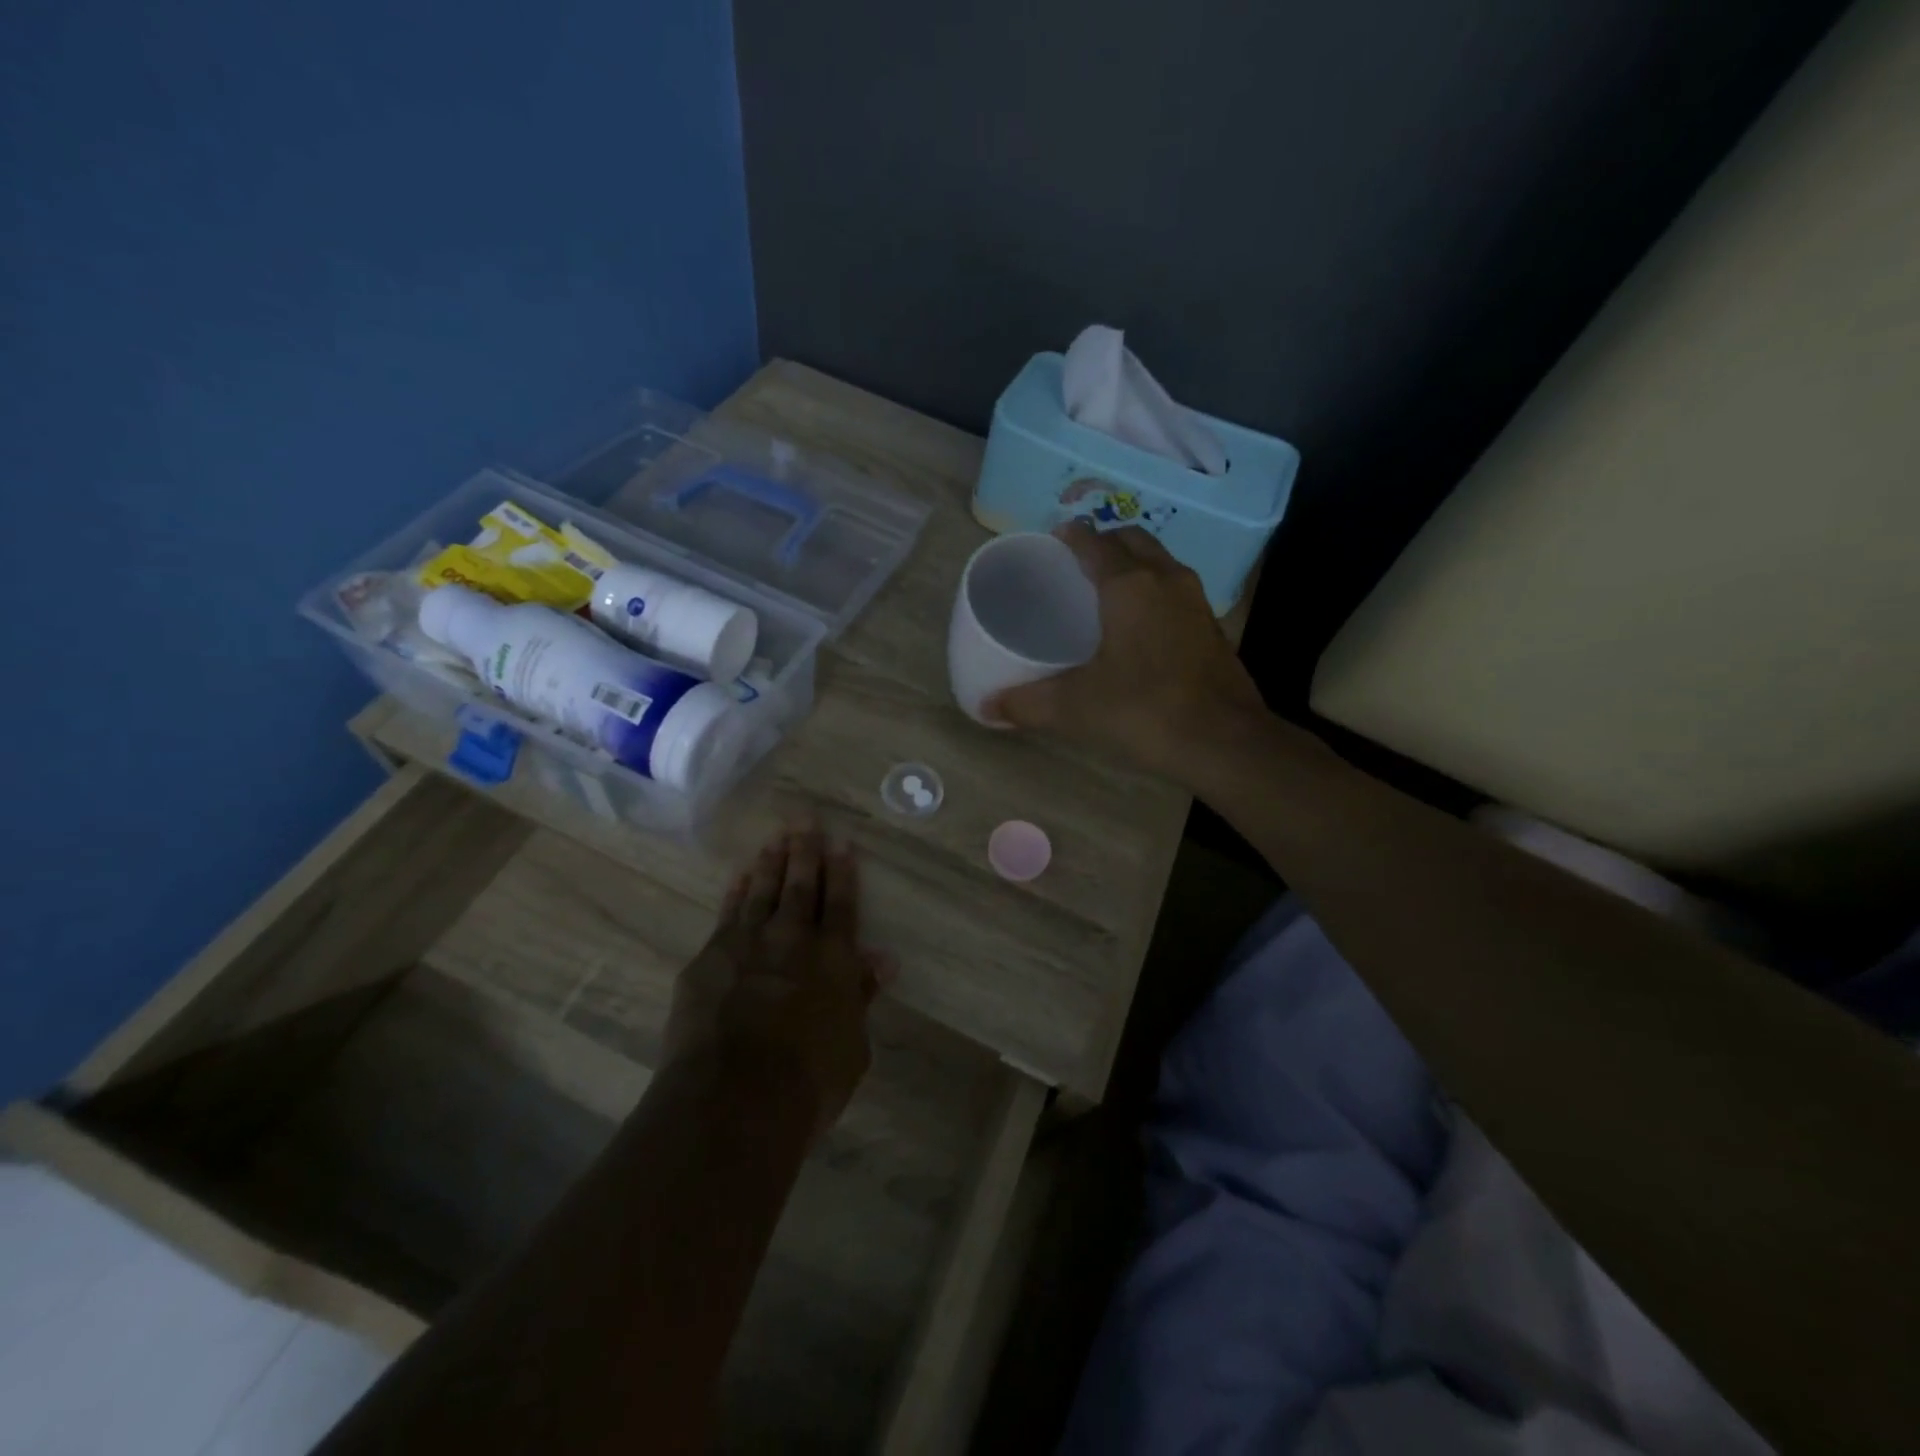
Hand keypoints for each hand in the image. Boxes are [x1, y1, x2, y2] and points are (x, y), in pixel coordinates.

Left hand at [664, 830, 892, 1138]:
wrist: (733, 1100)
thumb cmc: (807, 1082)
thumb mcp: (851, 1046)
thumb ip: (861, 997)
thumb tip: (882, 961)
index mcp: (833, 960)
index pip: (840, 904)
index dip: (842, 872)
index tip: (841, 842)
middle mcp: (791, 941)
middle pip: (800, 886)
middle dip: (805, 852)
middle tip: (805, 820)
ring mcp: (746, 945)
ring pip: (761, 892)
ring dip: (770, 863)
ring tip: (775, 839)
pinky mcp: (708, 959)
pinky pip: (726, 914)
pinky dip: (735, 892)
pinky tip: (738, 877)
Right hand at [983, 519, 1267, 783]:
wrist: (1224, 742)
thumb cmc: (1143, 711)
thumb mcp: (1075, 708)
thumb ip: (1027, 704)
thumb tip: (985, 707)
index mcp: (1129, 586)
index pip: (1095, 543)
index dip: (1072, 536)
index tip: (1054, 538)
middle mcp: (1167, 581)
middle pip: (1134, 541)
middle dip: (1106, 544)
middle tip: (1078, 564)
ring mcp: (1197, 603)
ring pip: (1161, 564)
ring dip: (1135, 565)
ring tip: (1107, 591)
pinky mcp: (1213, 629)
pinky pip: (1177, 592)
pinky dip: (1155, 593)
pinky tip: (1141, 628)